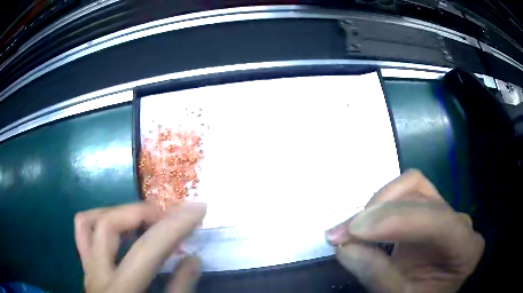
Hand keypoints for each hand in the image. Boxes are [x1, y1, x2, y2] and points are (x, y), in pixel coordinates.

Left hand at [74, 202, 205, 292]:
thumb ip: (180, 289)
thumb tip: (193, 258)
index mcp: (121, 291)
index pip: (146, 250)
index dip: (173, 227)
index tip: (197, 210)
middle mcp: (97, 275)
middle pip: (110, 226)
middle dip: (143, 213)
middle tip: (169, 216)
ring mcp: (87, 268)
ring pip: (90, 222)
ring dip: (120, 213)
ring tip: (145, 218)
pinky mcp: (86, 268)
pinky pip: (82, 233)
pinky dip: (100, 221)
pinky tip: (121, 228)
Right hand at [326, 170, 483, 292]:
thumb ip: (378, 275)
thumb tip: (345, 248)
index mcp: (466, 250)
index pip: (439, 222)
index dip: (398, 221)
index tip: (355, 231)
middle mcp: (461, 224)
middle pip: (424, 201)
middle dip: (379, 214)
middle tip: (340, 235)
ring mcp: (446, 213)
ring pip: (414, 189)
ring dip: (378, 205)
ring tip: (349, 229)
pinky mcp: (430, 210)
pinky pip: (408, 192)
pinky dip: (383, 203)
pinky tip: (367, 222)